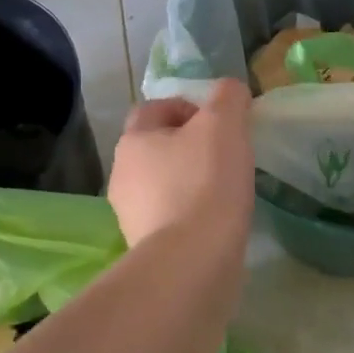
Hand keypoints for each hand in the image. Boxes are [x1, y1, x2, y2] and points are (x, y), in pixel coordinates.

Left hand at [109, 80, 254, 250]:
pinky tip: (215, 221)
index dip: (188, 107)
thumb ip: (229, 97)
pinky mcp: (145, 247)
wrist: (192, 262)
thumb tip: (231, 91)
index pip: (154, 108)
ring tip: (224, 191)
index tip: (220, 123)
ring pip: (162, 183)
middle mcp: (122, 174)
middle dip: (189, 146)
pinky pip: (169, 217)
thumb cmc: (206, 182)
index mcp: (134, 140)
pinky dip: (190, 214)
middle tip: (225, 155)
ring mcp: (129, 214)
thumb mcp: (225, 124)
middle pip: (157, 147)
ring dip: (189, 181)